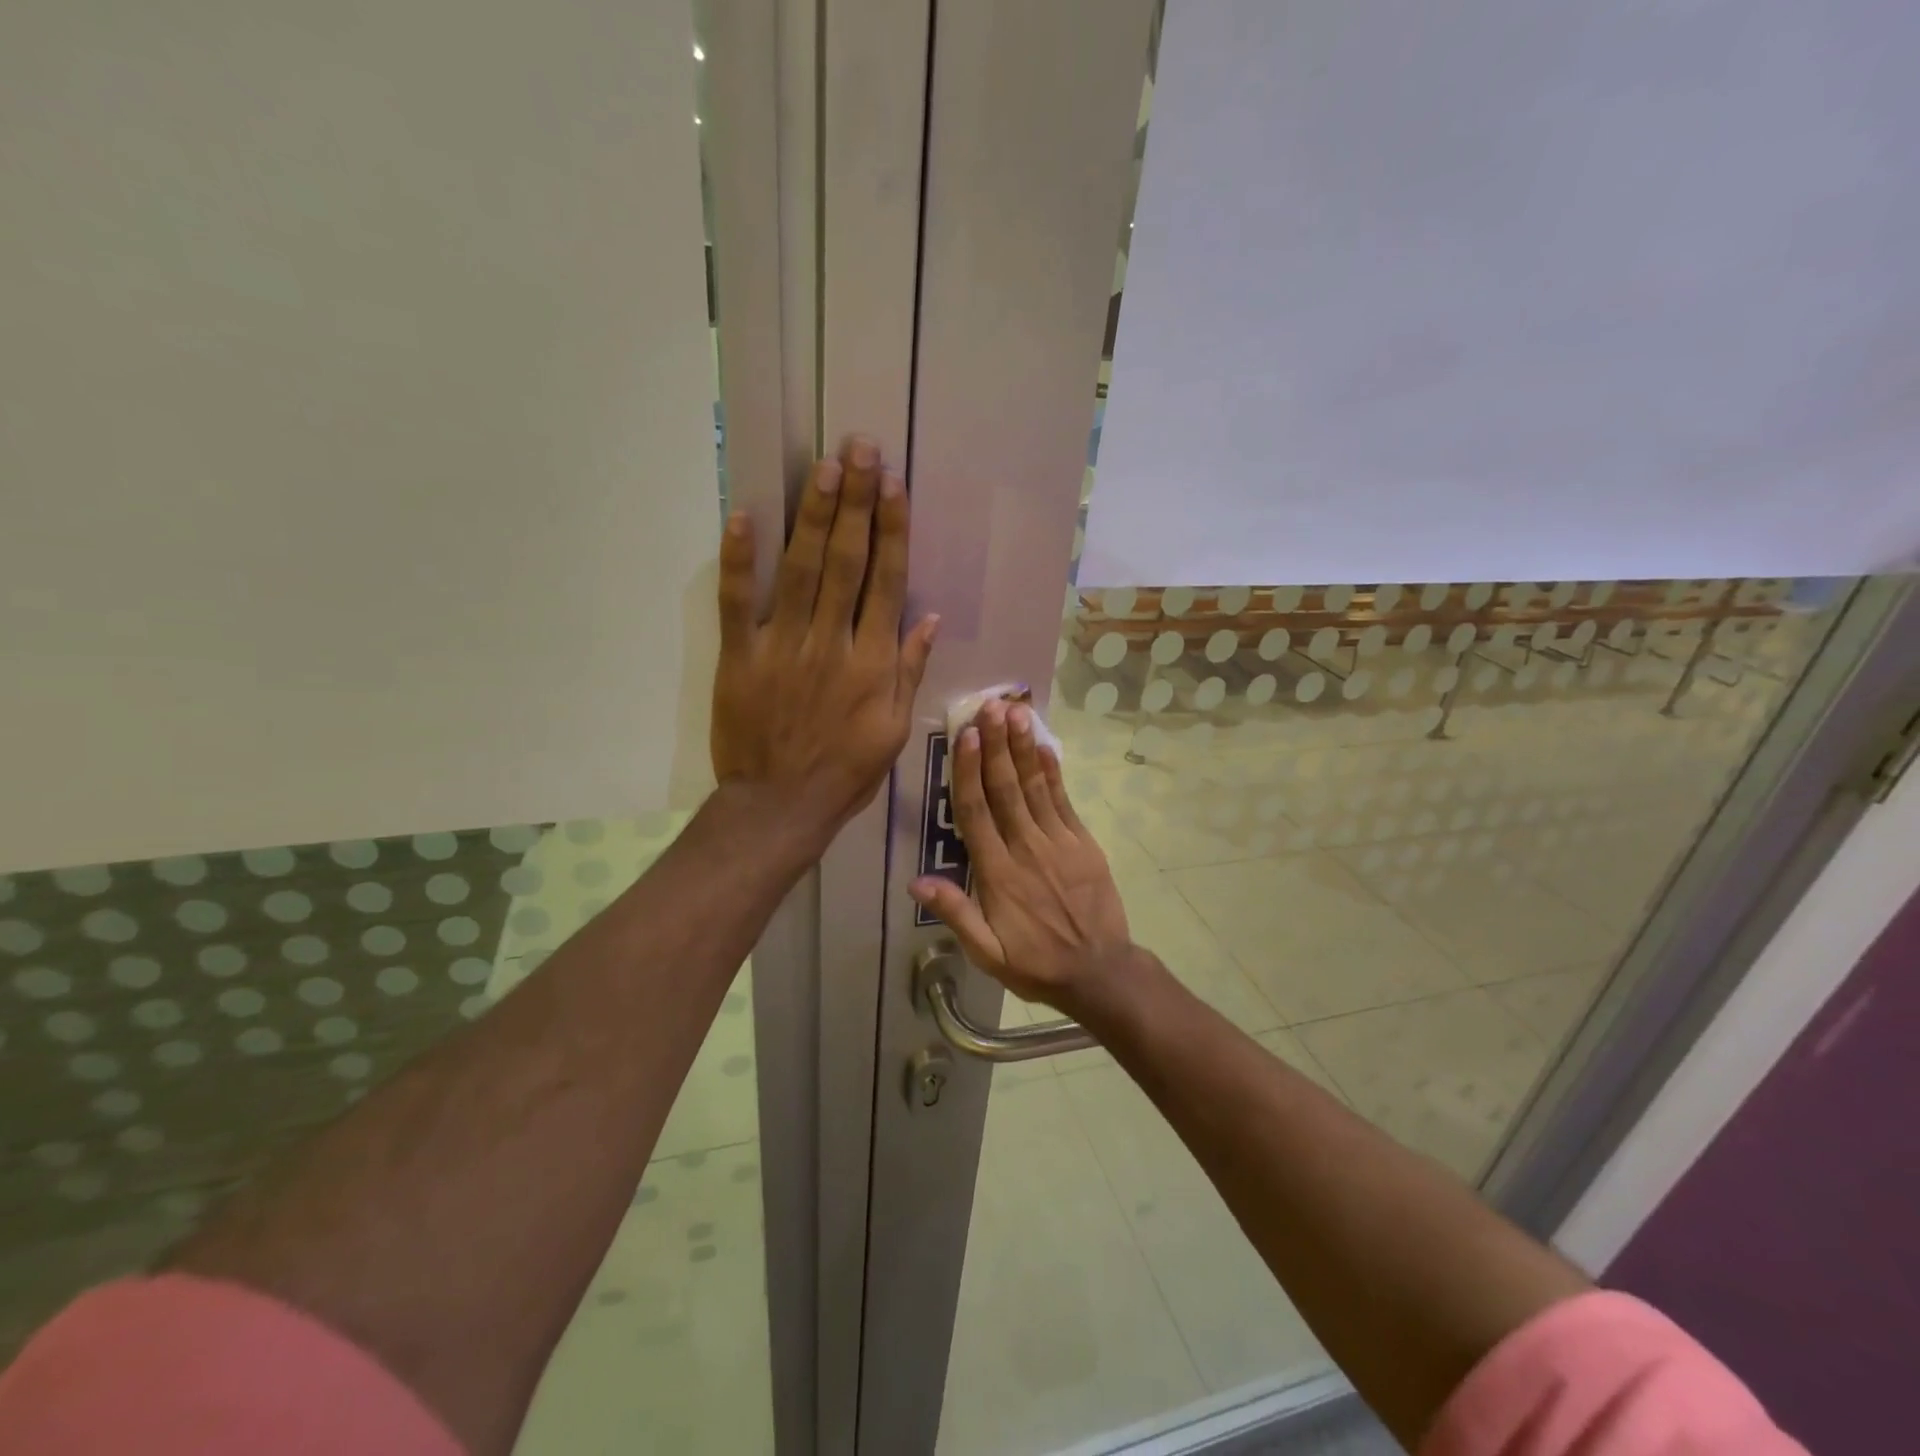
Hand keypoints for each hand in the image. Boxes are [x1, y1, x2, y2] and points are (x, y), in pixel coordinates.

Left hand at [711, 436, 938, 844]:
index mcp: (872, 663)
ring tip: (825, 467)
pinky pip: (737, 602)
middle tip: (860, 448)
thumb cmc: (845, 772)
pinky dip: (739, 560)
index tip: (894, 485)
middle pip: (846, 562)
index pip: (886, 582)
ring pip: (801, 570)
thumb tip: (928, 617)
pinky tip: (745, 516)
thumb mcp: (893, 730)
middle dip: (856, 502)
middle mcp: (831, 643)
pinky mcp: (739, 657)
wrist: (780, 807)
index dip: (892, 530)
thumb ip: (908, 671)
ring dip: (812, 516)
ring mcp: (782, 647)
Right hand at [909, 698, 1131, 1015]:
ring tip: (1015, 714)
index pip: (977, 812)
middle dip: (996, 745)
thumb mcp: (988, 954)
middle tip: (989, 706)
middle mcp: (1026, 849)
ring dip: (1023, 749)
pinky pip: (1065, 802)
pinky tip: (1045, 747)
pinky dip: (1054, 773)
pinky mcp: (1082, 844)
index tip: (966, 737)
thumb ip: (956, 914)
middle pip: (1006, 789)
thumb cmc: (1036, 963)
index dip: (970, 771)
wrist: (1099, 971)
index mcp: (998, 873)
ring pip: (1035, 788)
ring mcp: (1058, 843)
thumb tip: (917, 882)